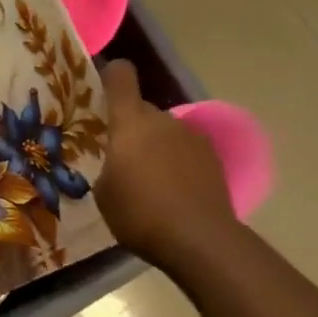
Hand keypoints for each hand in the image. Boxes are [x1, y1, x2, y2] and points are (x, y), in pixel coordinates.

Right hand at [95, 59, 235, 272]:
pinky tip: (177, 191)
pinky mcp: (213, 158)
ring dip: (158, 145)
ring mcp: (192, 136)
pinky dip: (180, 162)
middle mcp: (162, 119)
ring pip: (166, 131)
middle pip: (143, 110)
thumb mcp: (104, 193)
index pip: (120, 75)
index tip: (104, 90)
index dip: (112, 76)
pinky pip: (187, 149)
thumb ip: (107, 166)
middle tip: (125, 159)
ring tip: (154, 180)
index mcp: (130, 121)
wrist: (200, 240)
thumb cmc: (140, 213)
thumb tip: (116, 163)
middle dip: (133, 128)